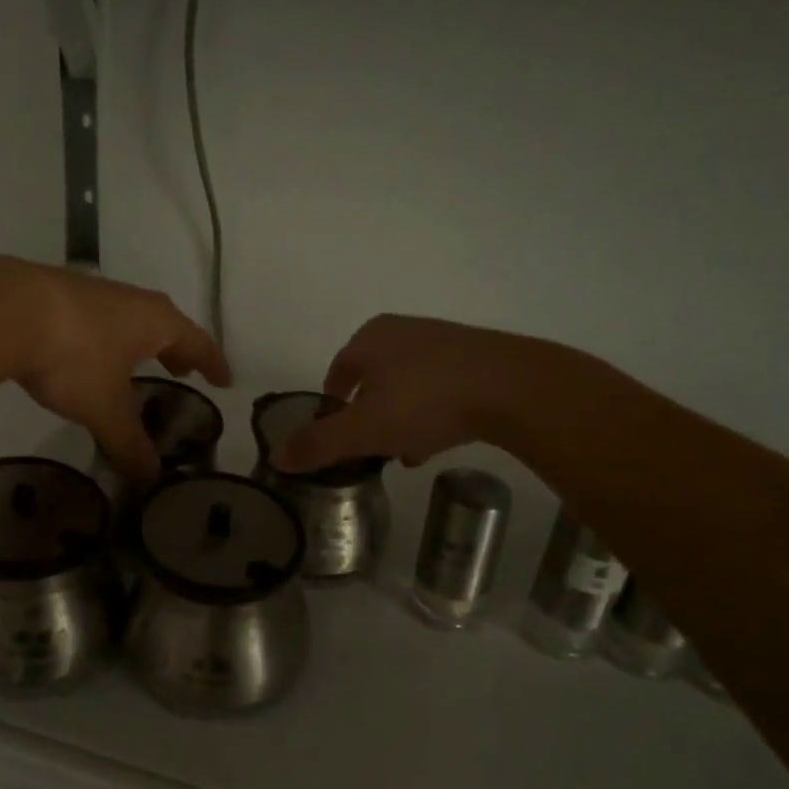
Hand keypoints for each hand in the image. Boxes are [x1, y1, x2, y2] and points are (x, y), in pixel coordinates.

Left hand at [8, 261, 230, 482]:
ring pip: (129, 318)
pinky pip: (98, 318)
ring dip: (140, 341)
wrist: (4, 310)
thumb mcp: (105, 408)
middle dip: (176, 349)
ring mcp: (93, 292)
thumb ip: (129, 443)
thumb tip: (150, 478)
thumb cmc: (74, 357)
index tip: (223, 380)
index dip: (212, 363)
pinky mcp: (57, 293)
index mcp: (156, 322)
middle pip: (166, 324)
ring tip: (136, 362)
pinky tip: (88, 352)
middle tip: (182, 371)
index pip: (198, 342)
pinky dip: (106, 337)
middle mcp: (131, 300)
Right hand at [276, 314, 518, 471]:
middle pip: (373, 379)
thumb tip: (277, 457)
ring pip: (408, 386)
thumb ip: (319, 443)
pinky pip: (441, 389)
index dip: (331, 404)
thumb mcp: (364, 429)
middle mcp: (404, 331)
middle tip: (368, 447)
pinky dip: (431, 414)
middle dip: (368, 414)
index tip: (334, 433)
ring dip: (400, 417)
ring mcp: (444, 342)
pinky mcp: (477, 359)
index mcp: (370, 338)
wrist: (511, 387)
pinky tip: (437, 442)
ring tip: (403, 452)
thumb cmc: (425, 400)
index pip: (337, 371)